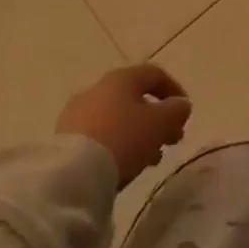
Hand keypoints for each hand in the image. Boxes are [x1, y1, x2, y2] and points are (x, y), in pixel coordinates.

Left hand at [56, 65, 191, 187]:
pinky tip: (124, 165)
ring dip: (137, 134)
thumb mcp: (160, 123)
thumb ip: (176, 111)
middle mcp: (98, 88)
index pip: (154, 74)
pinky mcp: (63, 139)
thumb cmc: (124, 138)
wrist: (72, 173)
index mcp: (122, 77)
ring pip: (116, 118)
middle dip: (156, 118)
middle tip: (171, 140)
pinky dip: (116, 144)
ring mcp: (77, 113)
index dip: (174, 90)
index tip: (185, 113)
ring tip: (149, 159)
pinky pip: (99, 135)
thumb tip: (181, 105)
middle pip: (134, 98)